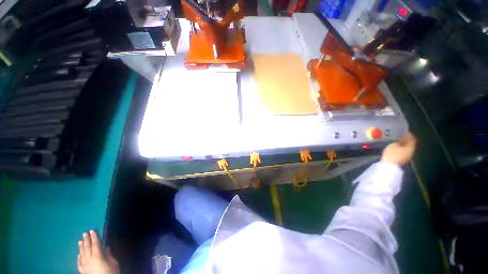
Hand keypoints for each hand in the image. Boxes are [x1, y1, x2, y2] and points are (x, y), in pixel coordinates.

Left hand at [78, 230, 119, 273]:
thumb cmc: (111, 272)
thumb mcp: (113, 263)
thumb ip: (109, 255)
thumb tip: (106, 248)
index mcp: (98, 256)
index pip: (95, 244)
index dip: (94, 237)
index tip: (92, 230)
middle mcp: (89, 259)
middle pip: (87, 248)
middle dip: (86, 240)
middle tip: (84, 233)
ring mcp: (84, 265)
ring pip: (81, 254)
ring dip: (81, 247)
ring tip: (80, 241)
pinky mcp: (82, 271)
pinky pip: (79, 263)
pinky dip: (78, 257)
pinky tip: (78, 254)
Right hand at [381, 133, 416, 165]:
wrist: (389, 165)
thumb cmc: (391, 154)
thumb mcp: (393, 145)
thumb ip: (398, 142)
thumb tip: (401, 139)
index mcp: (410, 147)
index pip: (412, 139)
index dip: (409, 135)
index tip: (405, 132)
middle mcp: (411, 151)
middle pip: (410, 144)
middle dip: (406, 140)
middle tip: (401, 136)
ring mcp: (407, 156)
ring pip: (407, 148)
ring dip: (404, 144)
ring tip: (398, 141)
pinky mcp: (403, 159)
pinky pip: (404, 152)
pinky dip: (402, 148)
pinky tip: (397, 147)